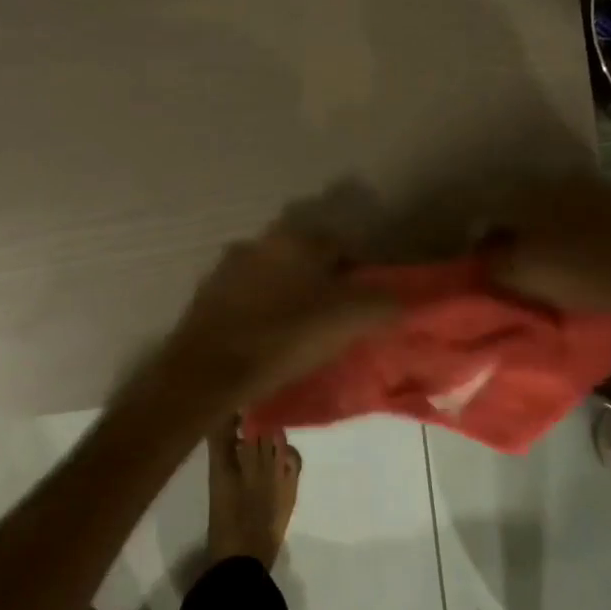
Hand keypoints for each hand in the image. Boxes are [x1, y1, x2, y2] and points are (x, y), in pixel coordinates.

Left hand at [156, 225, 397, 406]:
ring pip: (276, 278)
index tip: (363, 309)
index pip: (342, 247)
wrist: (207, 370)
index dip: (359, 277)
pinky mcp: (208, 294)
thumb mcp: (347, 321)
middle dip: (323, 285)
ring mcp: (229, 267)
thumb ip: (383, 304)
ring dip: (290, 297)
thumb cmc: (284, 338)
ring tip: (300, 335)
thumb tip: (402, 300)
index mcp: (296, 239)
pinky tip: (266, 340)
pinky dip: (262, 312)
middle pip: (307, 261)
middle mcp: (261, 242)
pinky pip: (248, 298)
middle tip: (334, 322)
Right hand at [479, 175, 610, 331]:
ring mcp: (600, 183)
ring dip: (553, 231)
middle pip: (522, 208)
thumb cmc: (596, 274)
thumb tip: (480, 257)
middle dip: (517, 234)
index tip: (488, 268)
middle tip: (522, 266)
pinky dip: (587, 230)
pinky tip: (598, 253)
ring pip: (560, 208)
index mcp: (526, 195)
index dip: (480, 243)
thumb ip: (495, 265)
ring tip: (561, 263)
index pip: (484, 214)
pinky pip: (596, 213)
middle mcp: (557, 179)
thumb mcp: (530, 278)